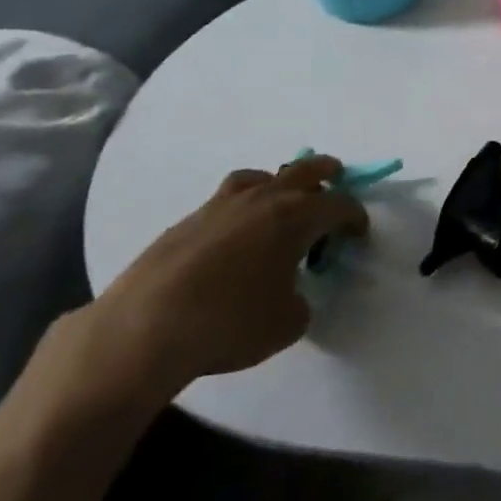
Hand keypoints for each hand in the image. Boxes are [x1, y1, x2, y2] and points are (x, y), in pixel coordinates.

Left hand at [81, 156, 368, 402]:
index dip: (355, 217)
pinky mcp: (187, 221)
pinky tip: (235, 236)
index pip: (340, 205)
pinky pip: (227, 200)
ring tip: (280, 204)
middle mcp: (263, 199)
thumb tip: (293, 293)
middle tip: (335, 181)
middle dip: (326, 173)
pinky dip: (242, 207)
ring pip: (260, 177)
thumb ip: (301, 300)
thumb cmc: (229, 324)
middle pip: (305, 170)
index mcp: (296, 217)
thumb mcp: (287, 324)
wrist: (142, 330)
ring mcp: (222, 205)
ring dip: (279, 184)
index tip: (358, 233)